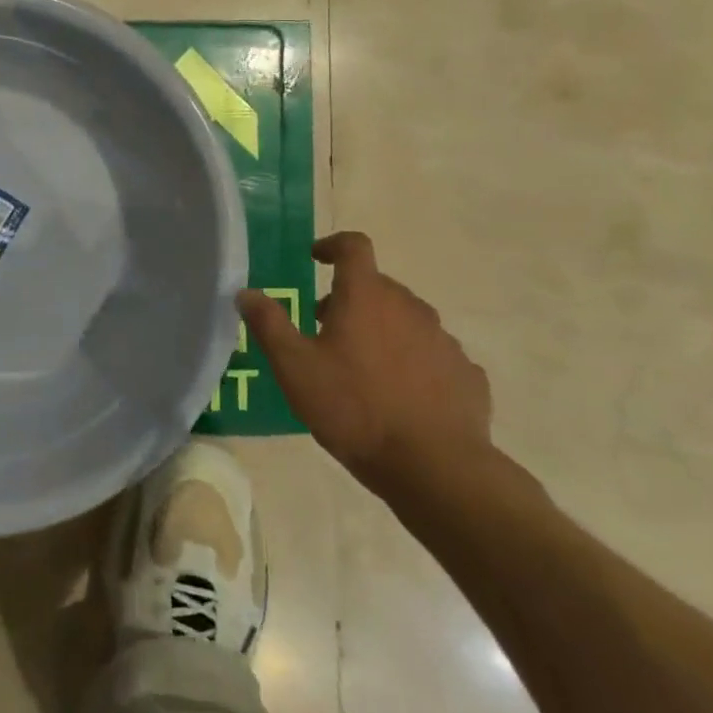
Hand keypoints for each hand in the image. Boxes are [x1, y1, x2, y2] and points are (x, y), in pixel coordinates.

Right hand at [237, 232, 492, 501]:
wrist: (434, 467)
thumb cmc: (354, 408)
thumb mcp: (294, 368)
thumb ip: (268, 324)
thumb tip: (246, 292)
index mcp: (366, 296)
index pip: (353, 247)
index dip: (332, 245)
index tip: (315, 258)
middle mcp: (410, 307)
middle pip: (378, 286)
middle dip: (350, 297)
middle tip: (325, 327)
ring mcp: (444, 340)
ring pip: (407, 320)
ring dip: (382, 329)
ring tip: (362, 366)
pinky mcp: (466, 374)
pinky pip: (433, 354)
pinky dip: (413, 361)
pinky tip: (401, 394)